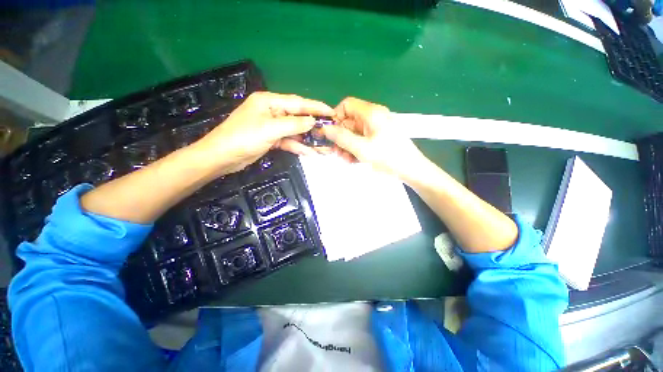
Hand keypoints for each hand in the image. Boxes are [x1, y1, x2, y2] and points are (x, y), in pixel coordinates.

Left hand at [192, 92, 333, 173]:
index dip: (316, 107)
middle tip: (331, 131)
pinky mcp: (271, 139)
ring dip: (308, 139)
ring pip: (295, 131)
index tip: (332, 112)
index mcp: (269, 102)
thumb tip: (313, 121)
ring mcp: (272, 127)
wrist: (222, 158)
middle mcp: (272, 112)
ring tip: (324, 146)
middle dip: (314, 125)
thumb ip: (293, 124)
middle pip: (298, 117)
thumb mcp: (270, 129)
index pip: (298, 103)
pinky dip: (298, 147)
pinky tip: (310, 153)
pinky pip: (288, 141)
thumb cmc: (243, 138)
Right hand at [321, 97, 425, 177]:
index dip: (336, 117)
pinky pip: (361, 139)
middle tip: (336, 152)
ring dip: (346, 145)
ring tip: (346, 159)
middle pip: (349, 121)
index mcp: (371, 113)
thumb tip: (324, 128)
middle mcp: (373, 117)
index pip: (346, 105)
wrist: (411, 170)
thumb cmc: (388, 157)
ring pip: (354, 132)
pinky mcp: (378, 138)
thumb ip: (341, 137)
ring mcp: (376, 128)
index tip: (330, 133)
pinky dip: (355, 148)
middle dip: (340, 137)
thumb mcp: (362, 148)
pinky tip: (353, 160)